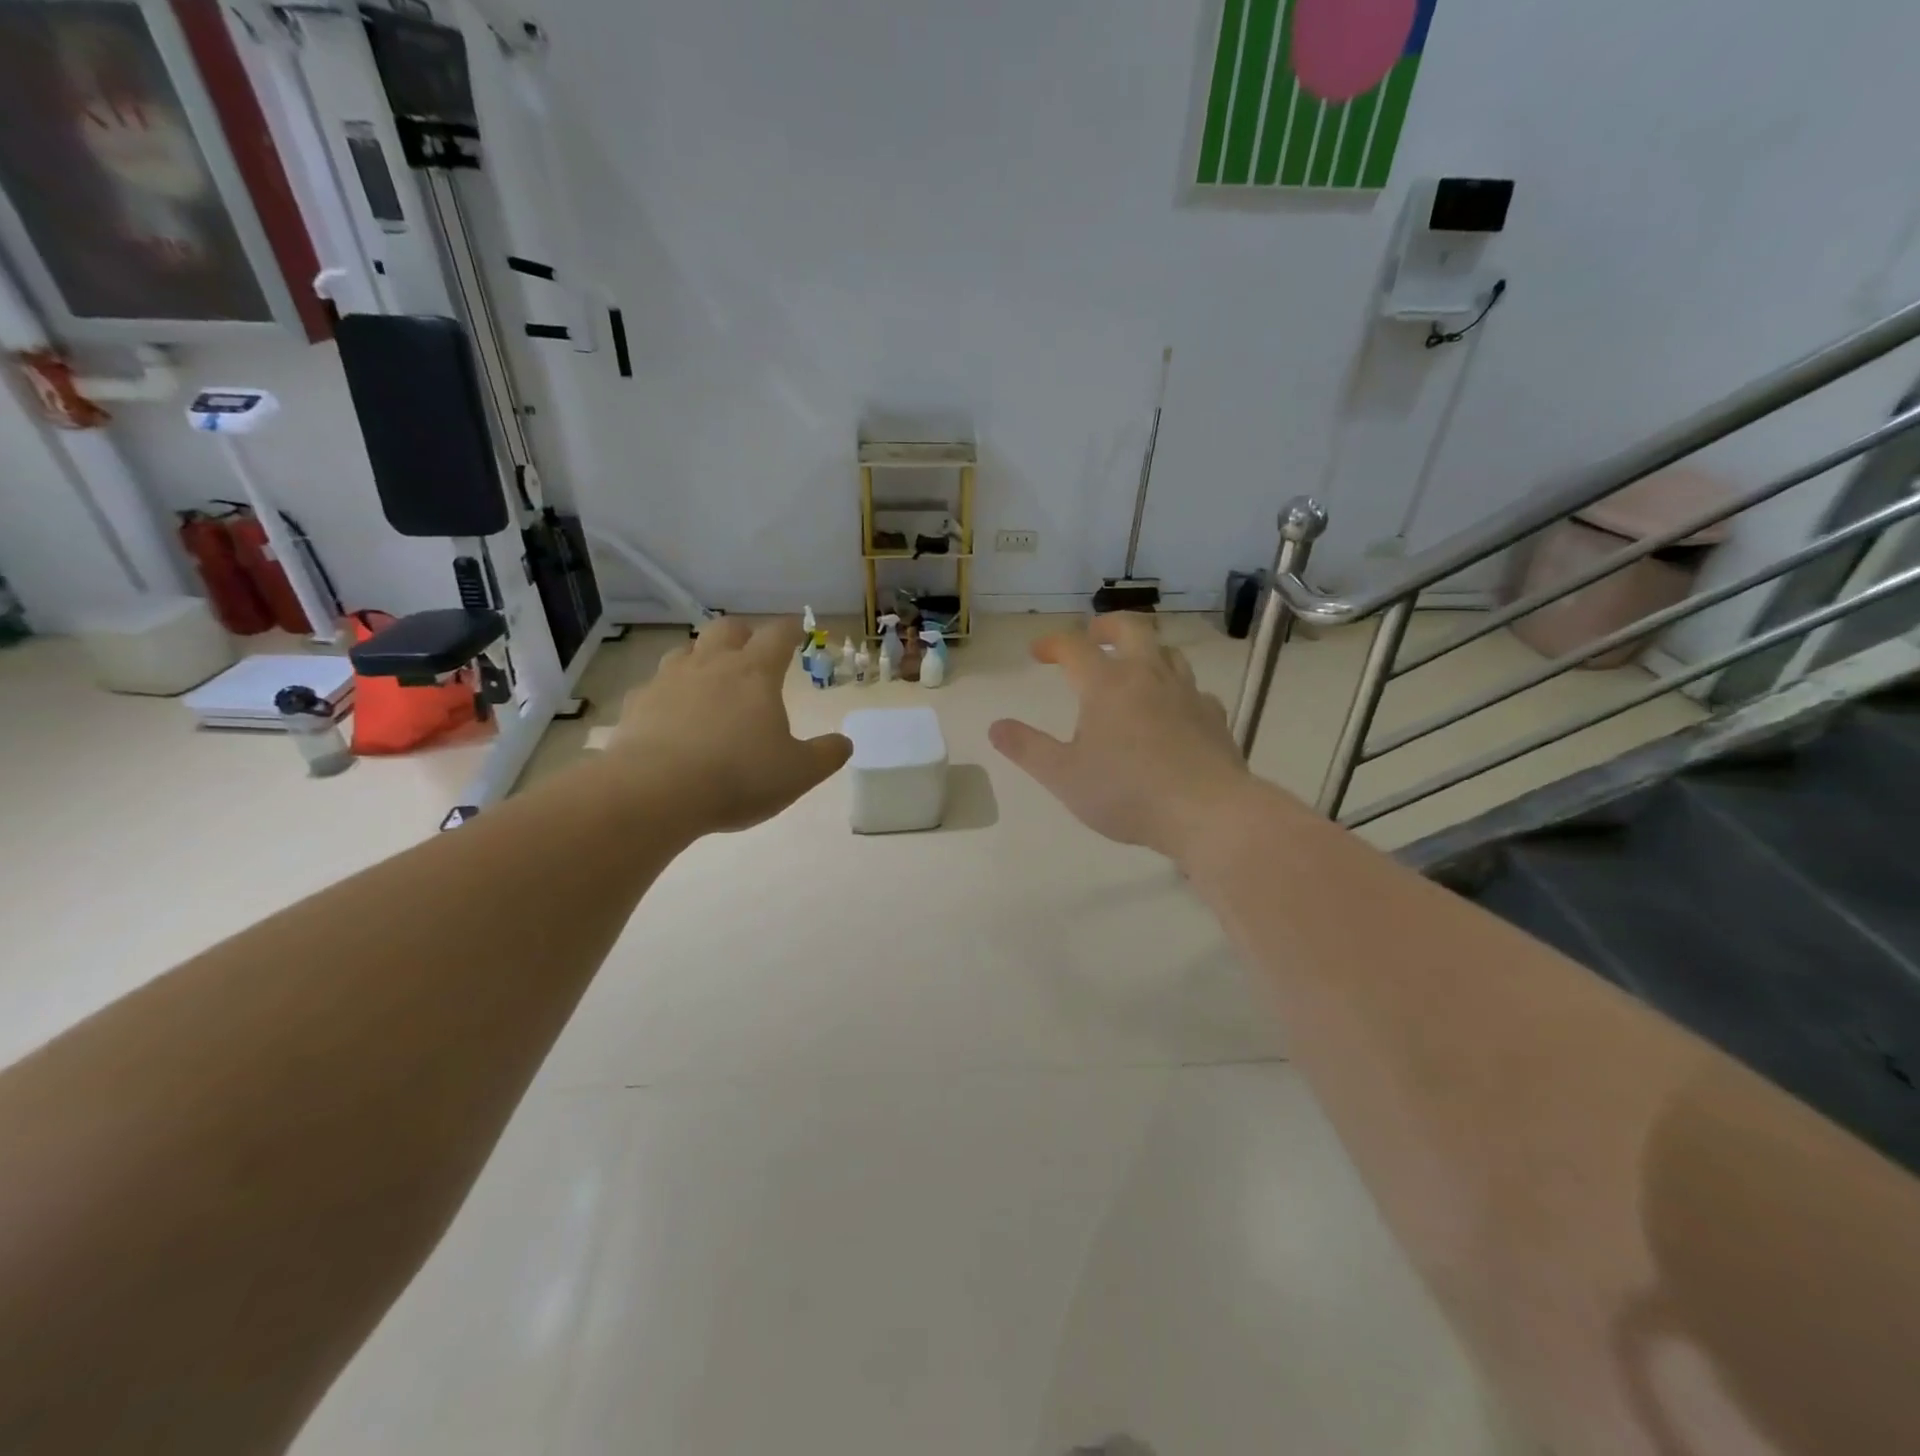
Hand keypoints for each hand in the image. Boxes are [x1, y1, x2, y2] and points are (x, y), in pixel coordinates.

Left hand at [609, 618, 851, 833]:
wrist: (656, 791)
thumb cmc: (739, 776)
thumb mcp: (799, 773)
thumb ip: (826, 755)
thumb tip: (844, 743)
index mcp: (755, 674)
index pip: (778, 635)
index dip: (791, 630)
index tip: (798, 631)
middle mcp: (711, 665)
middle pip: (727, 629)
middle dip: (743, 633)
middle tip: (752, 648)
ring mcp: (668, 681)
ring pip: (686, 651)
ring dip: (702, 657)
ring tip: (710, 678)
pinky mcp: (637, 704)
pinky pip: (654, 686)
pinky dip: (668, 693)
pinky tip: (671, 714)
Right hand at [989, 613, 1257, 862]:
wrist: (1207, 812)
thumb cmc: (1126, 793)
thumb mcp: (1063, 776)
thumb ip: (1027, 748)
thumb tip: (996, 726)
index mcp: (1107, 685)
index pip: (1074, 646)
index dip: (1053, 643)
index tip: (1039, 652)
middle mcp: (1148, 676)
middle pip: (1131, 628)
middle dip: (1107, 626)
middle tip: (1094, 635)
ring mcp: (1187, 693)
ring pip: (1168, 653)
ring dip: (1146, 651)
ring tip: (1133, 667)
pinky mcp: (1214, 716)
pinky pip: (1194, 689)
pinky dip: (1176, 690)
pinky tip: (1173, 710)